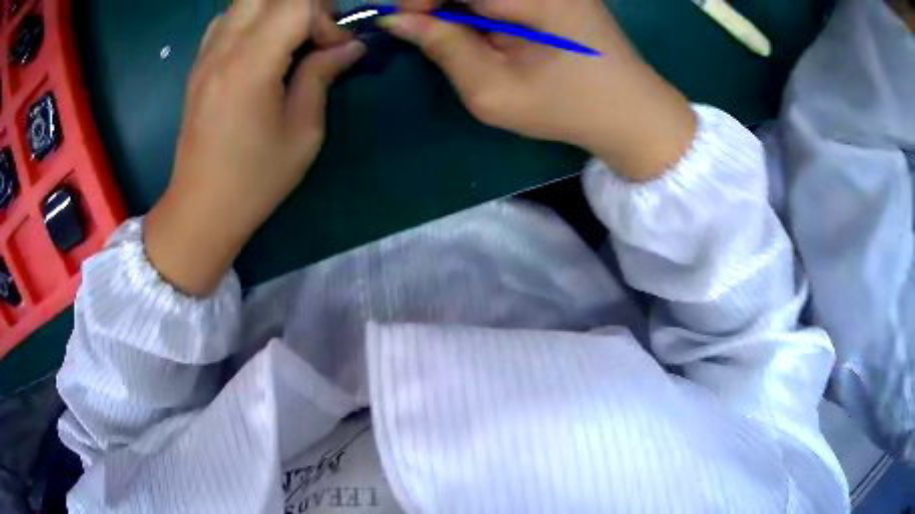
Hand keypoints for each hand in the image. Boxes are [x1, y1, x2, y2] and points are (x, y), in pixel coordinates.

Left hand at [145, 0, 364, 296]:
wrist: (200, 208)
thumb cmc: (254, 179)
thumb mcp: (303, 132)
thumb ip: (322, 76)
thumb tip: (348, 46)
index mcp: (250, 65)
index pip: (297, 4)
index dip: (325, 18)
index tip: (333, 50)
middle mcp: (223, 48)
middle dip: (303, 4)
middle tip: (315, 32)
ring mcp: (205, 54)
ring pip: (246, 1)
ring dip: (277, 9)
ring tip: (290, 38)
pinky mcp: (198, 65)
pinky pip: (228, 19)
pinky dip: (252, 19)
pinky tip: (261, 47)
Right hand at [382, 0, 695, 180]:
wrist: (632, 112)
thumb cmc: (567, 107)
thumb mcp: (495, 90)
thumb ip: (444, 47)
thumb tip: (398, 20)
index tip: (406, 24)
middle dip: (438, 1)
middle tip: (431, 30)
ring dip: (461, 7)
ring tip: (469, 37)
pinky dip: (482, 8)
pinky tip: (490, 29)